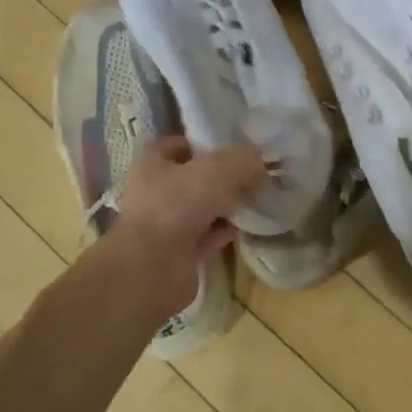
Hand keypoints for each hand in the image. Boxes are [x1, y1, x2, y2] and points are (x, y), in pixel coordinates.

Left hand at [113, 137, 265, 308]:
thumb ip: (242, 160)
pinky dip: (224, 232)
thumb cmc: (177, 205)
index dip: (202, 143)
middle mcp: (154, 192)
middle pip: (192, 178)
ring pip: (201, 208)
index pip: (176, 145)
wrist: (154, 268)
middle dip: (221, 177)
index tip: (231, 147)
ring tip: (254, 199)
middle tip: (252, 174)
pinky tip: (246, 228)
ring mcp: (165, 225)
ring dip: (225, 206)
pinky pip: (207, 237)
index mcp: (152, 164)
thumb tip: (260, 160)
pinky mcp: (178, 254)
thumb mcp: (217, 170)